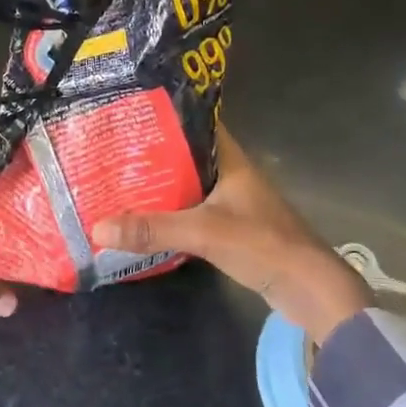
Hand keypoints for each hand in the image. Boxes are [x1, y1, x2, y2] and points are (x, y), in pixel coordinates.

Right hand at [90, 127, 371, 342]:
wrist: (308, 288)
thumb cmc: (262, 243)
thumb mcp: (203, 232)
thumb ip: (153, 229)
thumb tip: (97, 227)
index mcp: (231, 159)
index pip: (196, 125)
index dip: (167, 119)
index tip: (131, 118)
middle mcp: (232, 174)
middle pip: (187, 156)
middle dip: (154, 156)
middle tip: (115, 154)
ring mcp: (233, 203)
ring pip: (190, 186)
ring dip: (162, 187)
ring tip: (121, 184)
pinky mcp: (232, 229)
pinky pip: (195, 212)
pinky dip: (173, 213)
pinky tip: (148, 220)